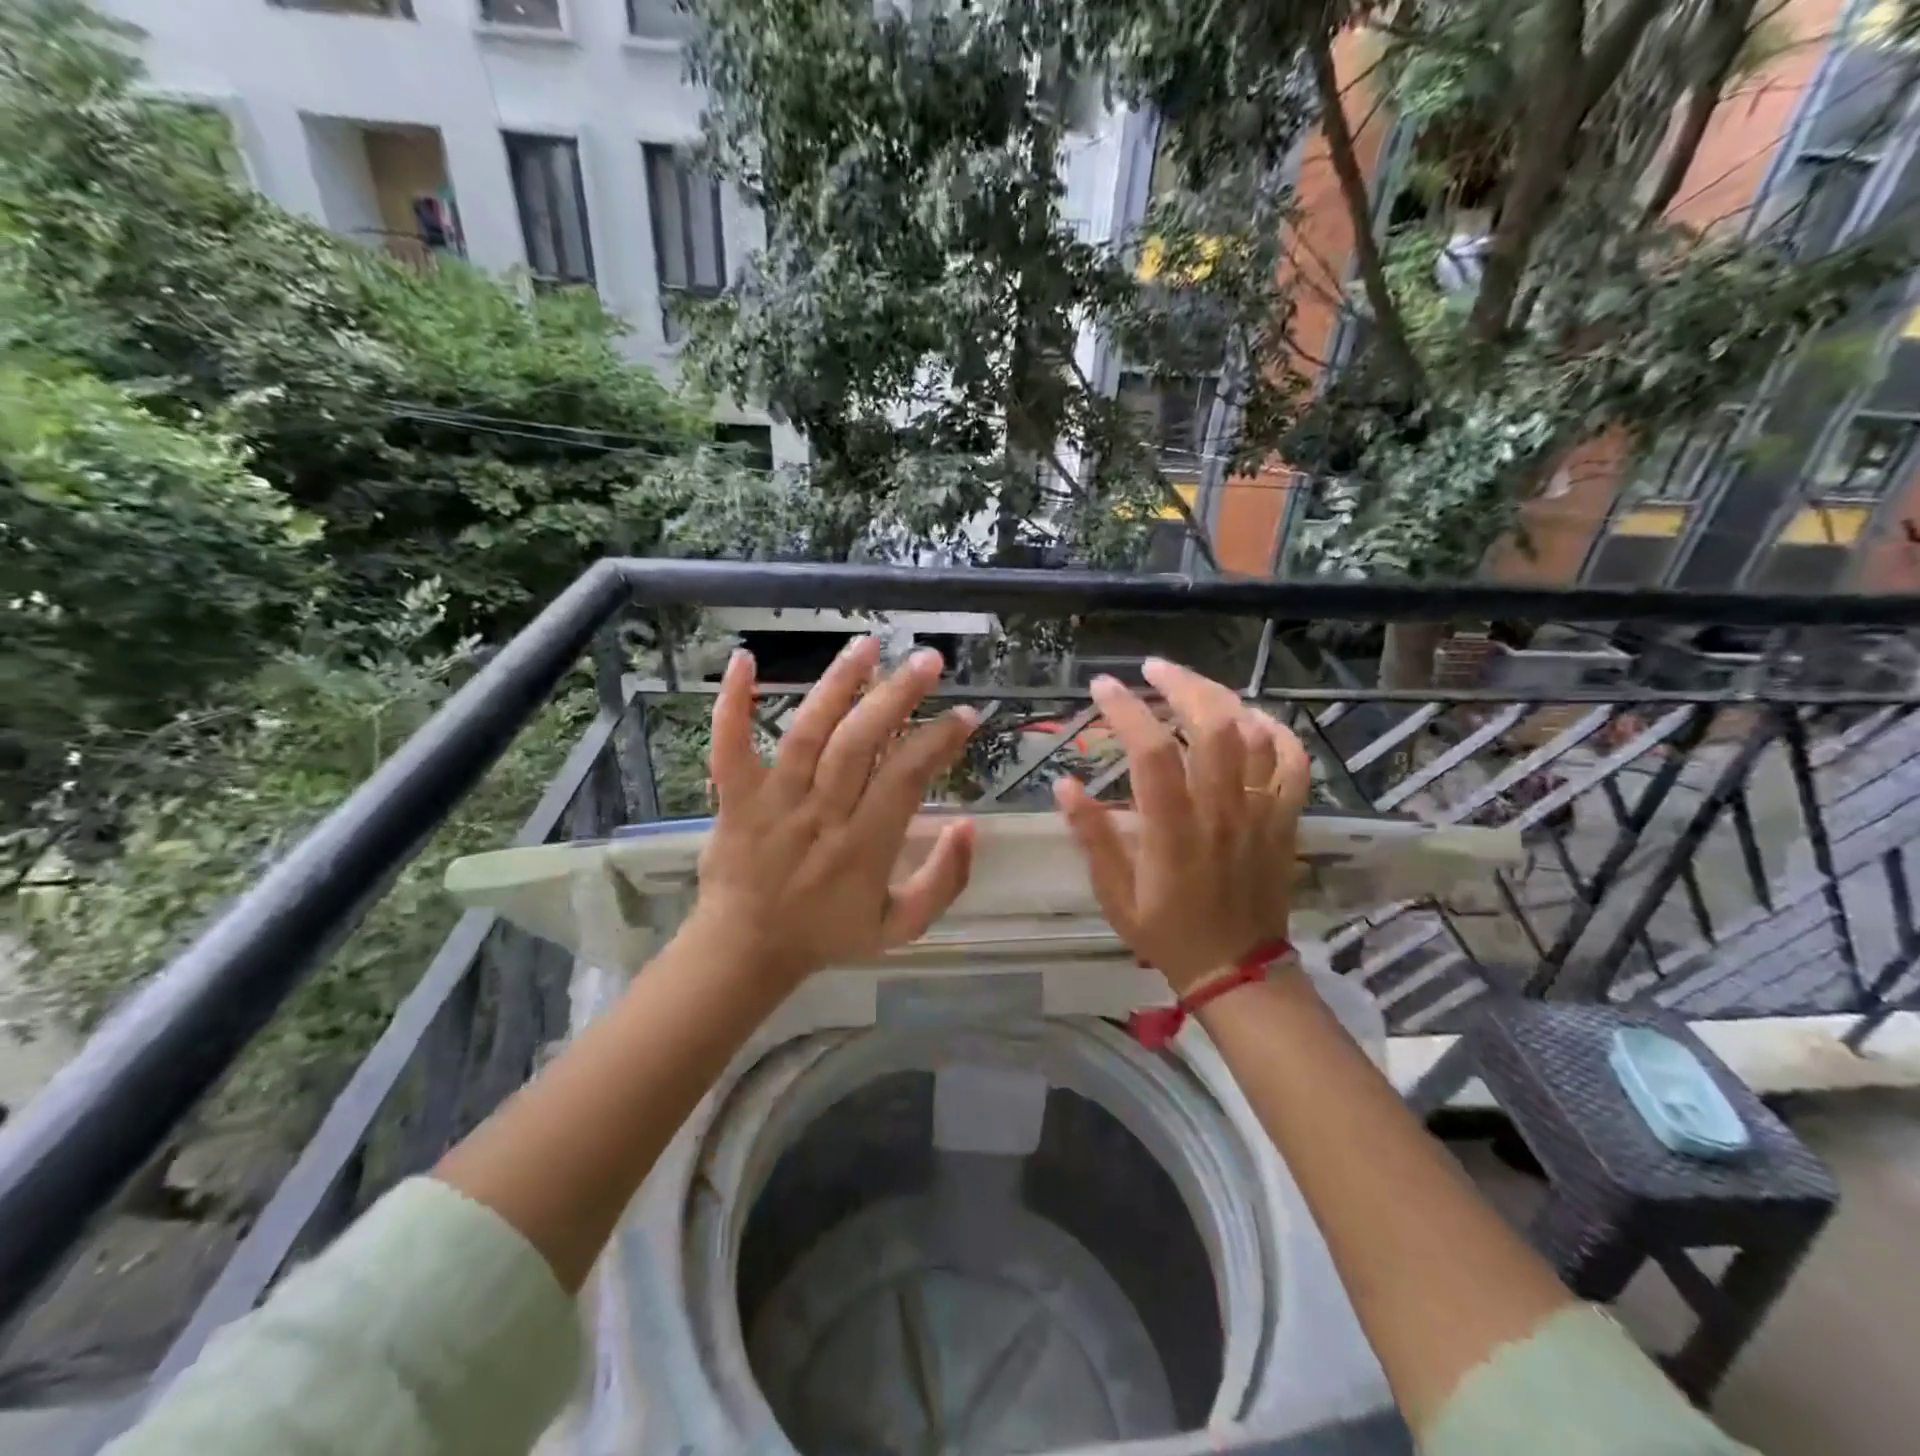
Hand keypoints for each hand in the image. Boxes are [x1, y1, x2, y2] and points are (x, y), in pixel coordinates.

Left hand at [686, 636, 977, 986]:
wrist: (746, 951)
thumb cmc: (828, 933)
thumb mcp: (902, 927)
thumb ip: (944, 881)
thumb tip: (969, 824)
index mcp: (865, 845)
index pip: (907, 777)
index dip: (939, 741)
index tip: (965, 714)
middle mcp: (822, 814)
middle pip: (860, 743)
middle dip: (897, 696)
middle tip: (929, 660)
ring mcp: (774, 802)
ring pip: (808, 733)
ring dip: (838, 684)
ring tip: (867, 643)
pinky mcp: (735, 798)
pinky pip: (729, 747)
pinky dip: (732, 704)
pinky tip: (745, 658)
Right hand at [1054, 658, 1309, 994]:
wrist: (1236, 969)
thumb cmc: (1166, 932)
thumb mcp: (1114, 893)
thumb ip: (1091, 835)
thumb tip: (1064, 784)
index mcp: (1174, 829)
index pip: (1152, 752)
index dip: (1127, 710)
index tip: (1102, 686)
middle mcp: (1221, 810)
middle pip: (1213, 724)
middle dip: (1181, 684)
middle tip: (1152, 668)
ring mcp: (1260, 813)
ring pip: (1254, 734)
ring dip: (1222, 697)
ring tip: (1192, 686)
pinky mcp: (1285, 820)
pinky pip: (1293, 762)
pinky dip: (1276, 730)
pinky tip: (1251, 718)